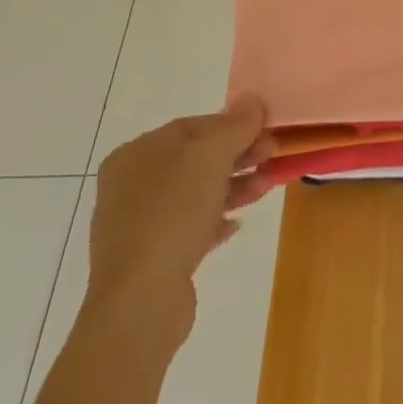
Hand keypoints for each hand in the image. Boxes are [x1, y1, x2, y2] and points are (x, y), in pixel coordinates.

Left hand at [84, 97, 273, 346]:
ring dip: (233, 186)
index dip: (232, 125)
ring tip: (267, 186)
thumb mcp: (210, 156)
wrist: (141, 303)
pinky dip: (215, 219)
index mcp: (136, 154)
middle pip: (194, 159)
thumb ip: (235, 125)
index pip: (192, 126)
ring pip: (195, 193)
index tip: (266, 130)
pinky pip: (189, 227)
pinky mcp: (149, 259)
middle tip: (272, 154)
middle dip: (237, 155)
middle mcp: (130, 185)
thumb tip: (252, 101)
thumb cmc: (172, 214)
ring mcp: (137, 224)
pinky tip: (237, 223)